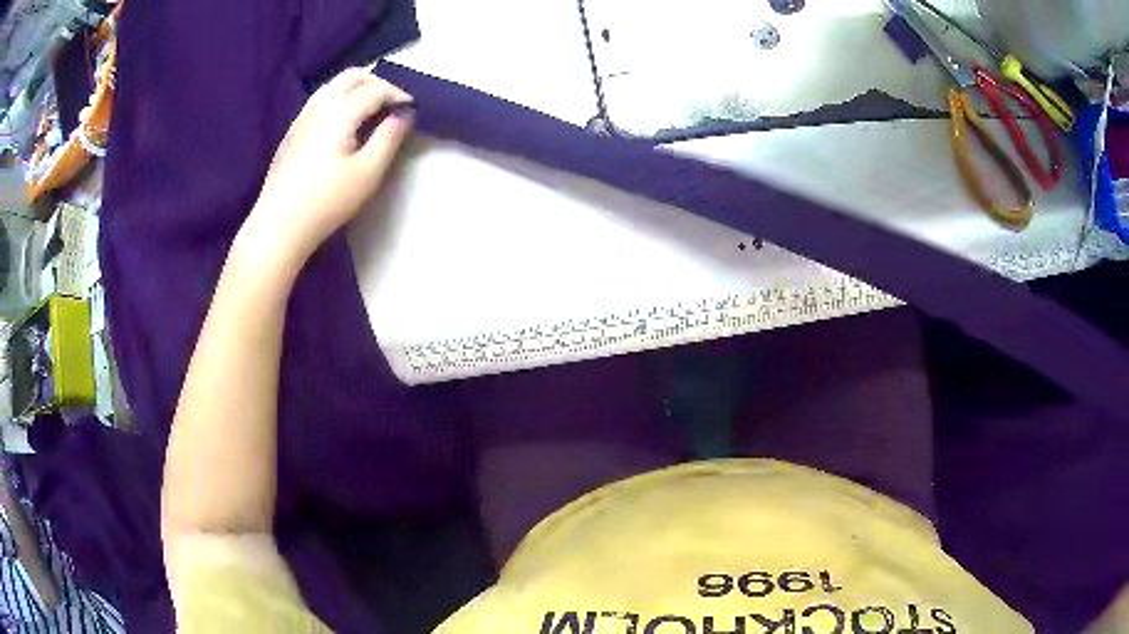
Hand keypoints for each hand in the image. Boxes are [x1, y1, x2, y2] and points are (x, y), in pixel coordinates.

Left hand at [240, 68, 413, 270]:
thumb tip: (405, 115)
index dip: (399, 94)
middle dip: (378, 82)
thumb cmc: (326, 200)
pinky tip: (344, 122)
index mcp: (340, 111)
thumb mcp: (368, 172)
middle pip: (353, 76)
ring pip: (334, 85)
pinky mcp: (293, 131)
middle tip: (394, 103)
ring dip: (357, 88)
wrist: (279, 224)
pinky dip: (340, 98)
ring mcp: (303, 116)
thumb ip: (390, 138)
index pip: (376, 89)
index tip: (414, 108)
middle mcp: (320, 105)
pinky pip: (321, 99)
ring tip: (372, 108)